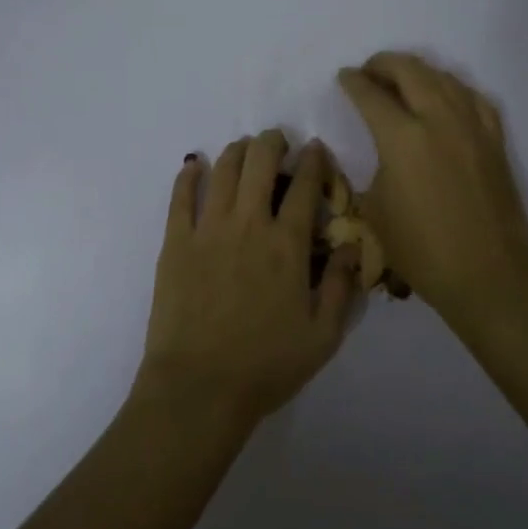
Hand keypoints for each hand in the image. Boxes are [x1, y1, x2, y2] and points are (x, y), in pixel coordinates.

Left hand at [134, 131, 359, 430]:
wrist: (199, 387)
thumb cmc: (266, 365)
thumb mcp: (323, 336)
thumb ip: (342, 286)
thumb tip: (352, 244)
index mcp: (287, 245)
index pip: (305, 186)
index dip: (313, 160)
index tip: (315, 148)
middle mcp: (249, 224)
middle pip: (261, 162)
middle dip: (272, 142)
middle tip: (277, 141)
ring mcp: (208, 229)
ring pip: (224, 170)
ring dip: (237, 150)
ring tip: (244, 147)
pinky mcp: (176, 242)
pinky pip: (180, 196)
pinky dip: (189, 175)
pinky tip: (195, 165)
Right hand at [337, 53, 527, 321]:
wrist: (487, 276)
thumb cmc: (421, 250)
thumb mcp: (376, 210)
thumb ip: (376, 168)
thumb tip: (384, 153)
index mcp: (402, 138)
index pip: (371, 95)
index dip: (353, 82)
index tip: (344, 77)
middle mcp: (438, 120)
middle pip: (409, 71)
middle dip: (383, 64)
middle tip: (369, 71)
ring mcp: (472, 127)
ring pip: (444, 77)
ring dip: (418, 71)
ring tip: (403, 80)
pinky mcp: (495, 140)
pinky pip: (473, 98)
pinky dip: (453, 89)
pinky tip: (445, 97)